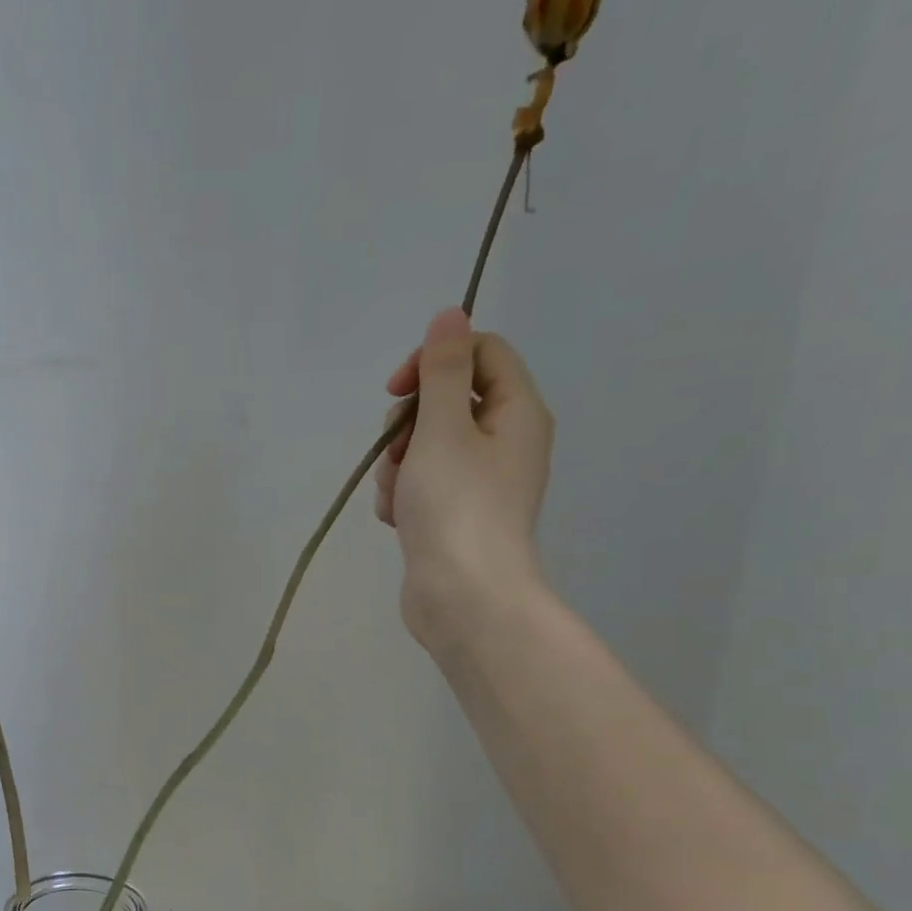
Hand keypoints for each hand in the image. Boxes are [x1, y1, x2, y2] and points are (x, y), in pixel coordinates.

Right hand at [374, 309, 553, 651]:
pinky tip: (397, 519)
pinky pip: (419, 484)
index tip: (395, 390)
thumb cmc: (456, 508)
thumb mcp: (442, 429)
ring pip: (423, 447)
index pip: (480, 353)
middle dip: (407, 425)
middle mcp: (503, 441)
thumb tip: (450, 312)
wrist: (463, 598)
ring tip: (398, 498)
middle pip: (445, 402)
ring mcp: (478, 482)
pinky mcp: (453, 514)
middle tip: (399, 454)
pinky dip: (401, 496)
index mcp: (516, 412)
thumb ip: (441, 370)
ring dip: (397, 466)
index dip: (434, 360)